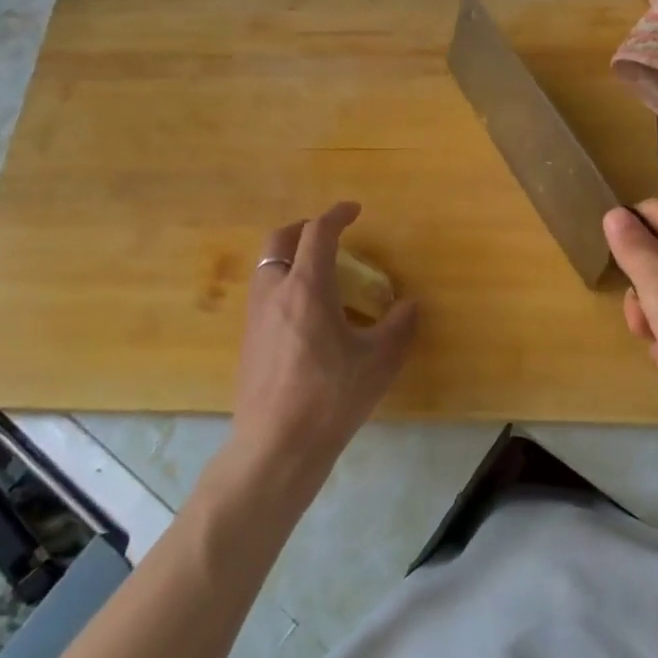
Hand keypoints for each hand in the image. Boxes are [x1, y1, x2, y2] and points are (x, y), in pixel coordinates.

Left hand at [229, 202, 418, 486]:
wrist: (276, 447)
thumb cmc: (330, 397)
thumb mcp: (379, 361)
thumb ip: (398, 327)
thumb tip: (409, 306)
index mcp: (307, 288)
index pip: (318, 233)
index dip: (337, 215)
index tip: (354, 211)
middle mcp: (274, 293)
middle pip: (279, 240)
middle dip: (304, 228)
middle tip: (329, 234)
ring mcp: (256, 318)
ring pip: (267, 267)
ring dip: (290, 256)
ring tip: (320, 274)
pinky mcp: (249, 342)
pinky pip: (265, 295)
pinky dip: (284, 284)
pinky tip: (307, 315)